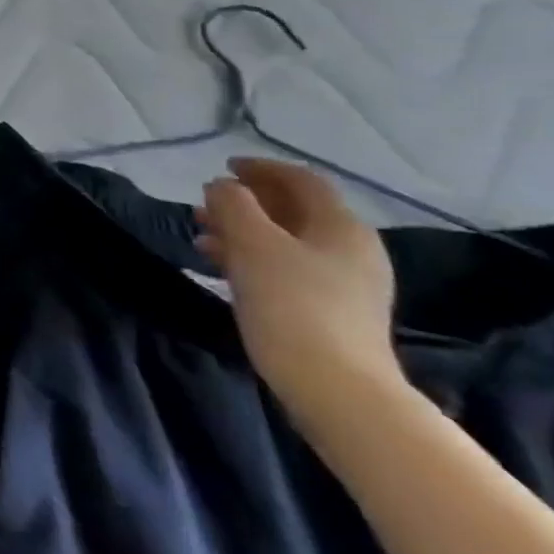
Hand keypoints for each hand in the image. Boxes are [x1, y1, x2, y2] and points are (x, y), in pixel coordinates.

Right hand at [197, 159, 404, 430]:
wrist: (335, 387)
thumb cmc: (291, 303)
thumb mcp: (252, 243)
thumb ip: (233, 204)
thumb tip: (222, 187)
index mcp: (341, 227)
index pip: (302, 181)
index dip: (261, 168)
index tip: (223, 166)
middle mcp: (351, 249)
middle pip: (295, 210)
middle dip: (247, 202)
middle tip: (205, 202)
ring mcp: (345, 284)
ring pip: (286, 241)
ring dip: (244, 230)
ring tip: (202, 234)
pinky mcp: (331, 311)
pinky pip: (287, 268)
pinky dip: (253, 257)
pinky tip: (221, 266)